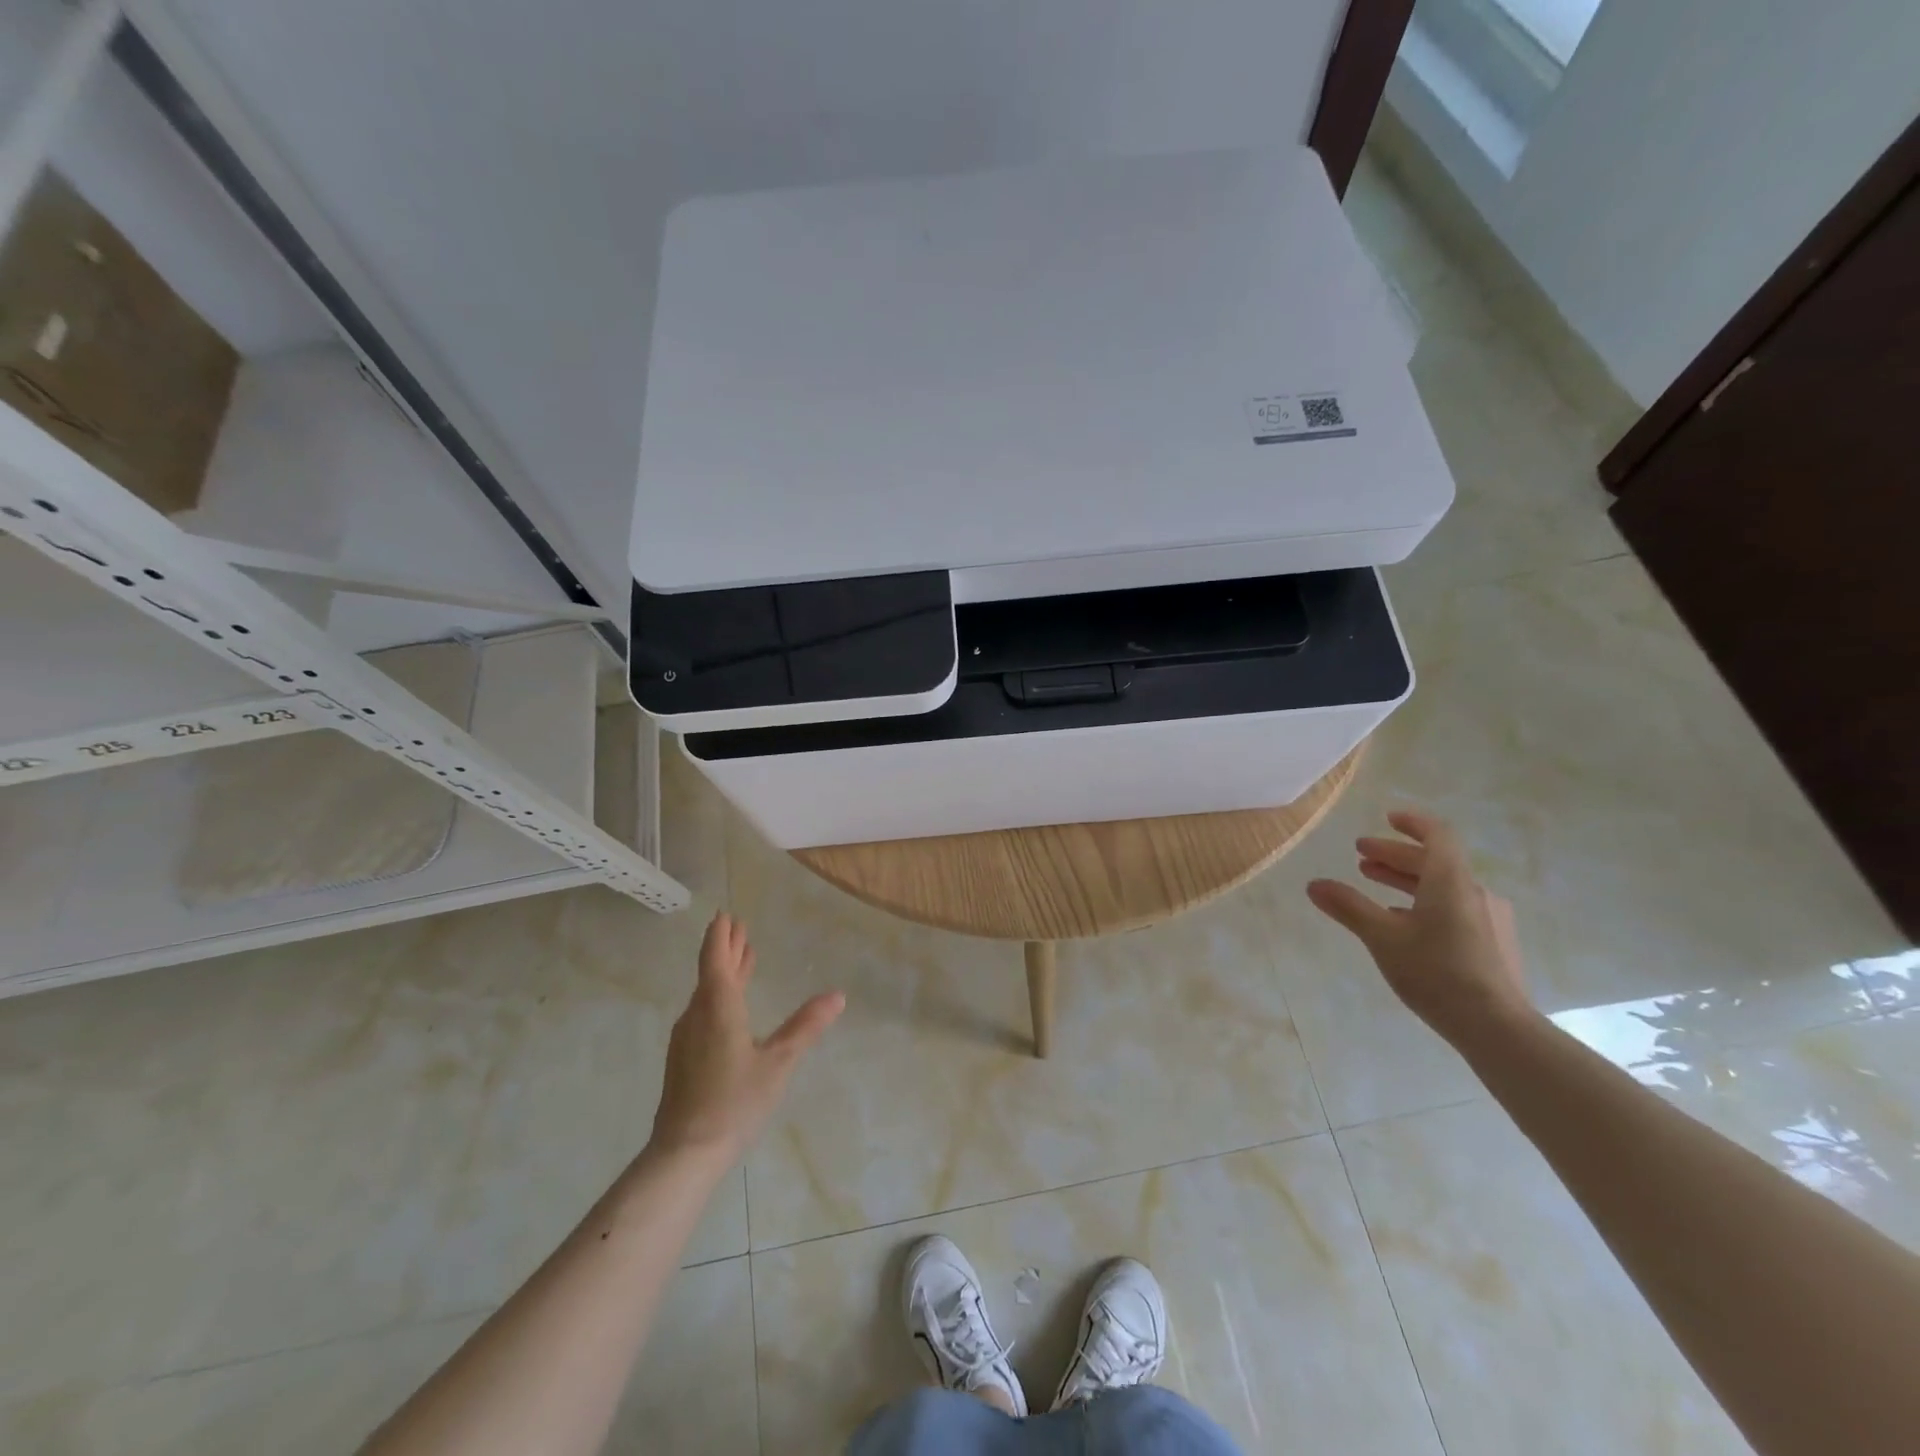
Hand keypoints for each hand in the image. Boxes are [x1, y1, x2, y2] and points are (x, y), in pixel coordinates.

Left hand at [650, 912, 844, 1161]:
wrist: (684, 1154)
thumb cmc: (734, 1102)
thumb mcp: (778, 1063)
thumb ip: (806, 1026)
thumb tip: (838, 995)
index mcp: (718, 1007)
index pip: (716, 958)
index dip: (721, 936)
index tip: (726, 915)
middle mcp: (697, 1014)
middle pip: (710, 972)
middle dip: (725, 948)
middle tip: (737, 927)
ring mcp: (687, 1037)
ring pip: (707, 992)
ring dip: (724, 971)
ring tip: (742, 958)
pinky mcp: (684, 1058)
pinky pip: (703, 1010)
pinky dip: (719, 994)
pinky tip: (729, 1005)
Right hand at [1306, 809, 1533, 1045]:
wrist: (1498, 1027)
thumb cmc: (1436, 972)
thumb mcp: (1381, 937)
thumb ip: (1348, 907)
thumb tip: (1314, 884)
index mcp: (1450, 881)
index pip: (1437, 835)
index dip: (1412, 823)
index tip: (1388, 818)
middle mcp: (1474, 892)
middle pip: (1435, 862)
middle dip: (1395, 856)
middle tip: (1361, 857)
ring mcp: (1490, 919)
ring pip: (1444, 887)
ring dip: (1407, 881)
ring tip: (1375, 886)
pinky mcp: (1494, 944)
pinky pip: (1455, 908)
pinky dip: (1425, 903)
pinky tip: (1404, 924)